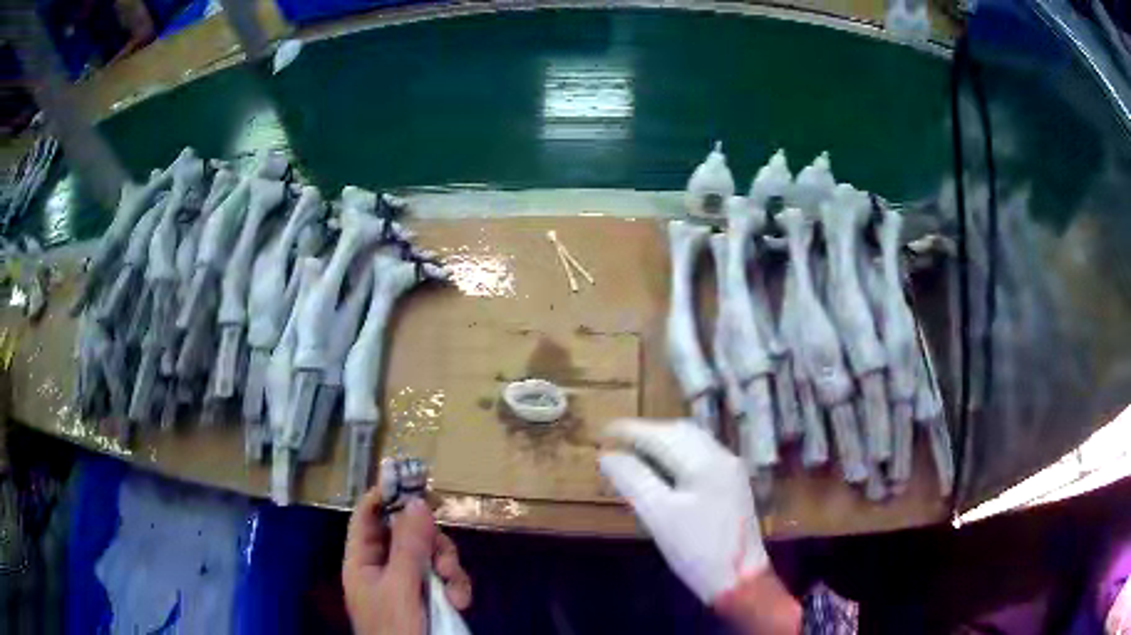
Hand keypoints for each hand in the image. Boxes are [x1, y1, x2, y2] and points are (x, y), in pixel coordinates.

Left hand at [342, 490, 472, 634]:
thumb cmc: (395, 630)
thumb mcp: (400, 589)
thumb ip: (408, 547)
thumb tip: (416, 502)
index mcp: (362, 562)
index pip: (367, 518)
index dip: (384, 497)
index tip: (411, 481)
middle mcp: (384, 568)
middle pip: (407, 533)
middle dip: (431, 543)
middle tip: (442, 561)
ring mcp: (409, 583)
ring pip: (432, 554)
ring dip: (449, 568)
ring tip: (455, 594)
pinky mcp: (431, 597)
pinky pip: (447, 577)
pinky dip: (458, 586)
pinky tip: (461, 603)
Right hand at [599, 418, 767, 603]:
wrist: (739, 577)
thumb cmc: (696, 549)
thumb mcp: (658, 515)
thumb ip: (632, 479)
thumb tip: (607, 456)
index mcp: (705, 461)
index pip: (661, 435)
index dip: (629, 431)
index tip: (602, 432)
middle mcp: (721, 456)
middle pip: (678, 432)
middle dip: (645, 433)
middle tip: (615, 443)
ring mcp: (730, 470)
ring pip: (691, 442)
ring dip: (661, 442)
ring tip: (634, 454)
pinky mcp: (731, 484)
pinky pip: (699, 455)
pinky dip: (675, 454)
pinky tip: (662, 470)